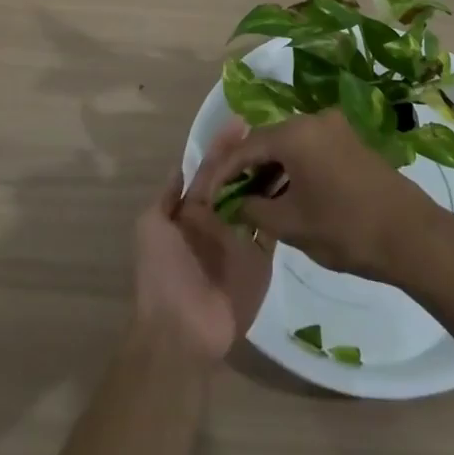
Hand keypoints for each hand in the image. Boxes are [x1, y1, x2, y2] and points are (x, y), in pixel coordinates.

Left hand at [132, 121, 272, 364]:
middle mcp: (219, 221)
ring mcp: (242, 241)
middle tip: (275, 133)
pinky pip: (275, 231)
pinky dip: (286, 212)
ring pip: (260, 203)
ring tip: (292, 153)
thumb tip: (181, 166)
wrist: (182, 332)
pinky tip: (302, 189)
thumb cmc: (163, 274)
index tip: (242, 122)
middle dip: (253, 159)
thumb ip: (167, 197)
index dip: (224, 147)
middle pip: (239, 183)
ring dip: (273, 180)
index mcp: (192, 211)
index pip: (211, 171)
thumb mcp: (151, 227)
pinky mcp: (261, 261)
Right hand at [195, 111, 453, 284]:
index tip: (210, 195)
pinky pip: (311, 147)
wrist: (411, 235)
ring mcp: (336, 127)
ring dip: (272, 167)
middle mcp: (315, 119)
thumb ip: (254, 209)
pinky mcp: (352, 140)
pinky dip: (294, 166)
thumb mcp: (291, 224)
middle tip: (232, 197)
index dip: (225, 172)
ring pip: (291, 143)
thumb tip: (234, 202)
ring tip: (256, 200)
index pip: (246, 147)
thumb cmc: (345, 229)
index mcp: (296, 133)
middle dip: (248, 167)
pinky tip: (287, 193)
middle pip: (268, 139)